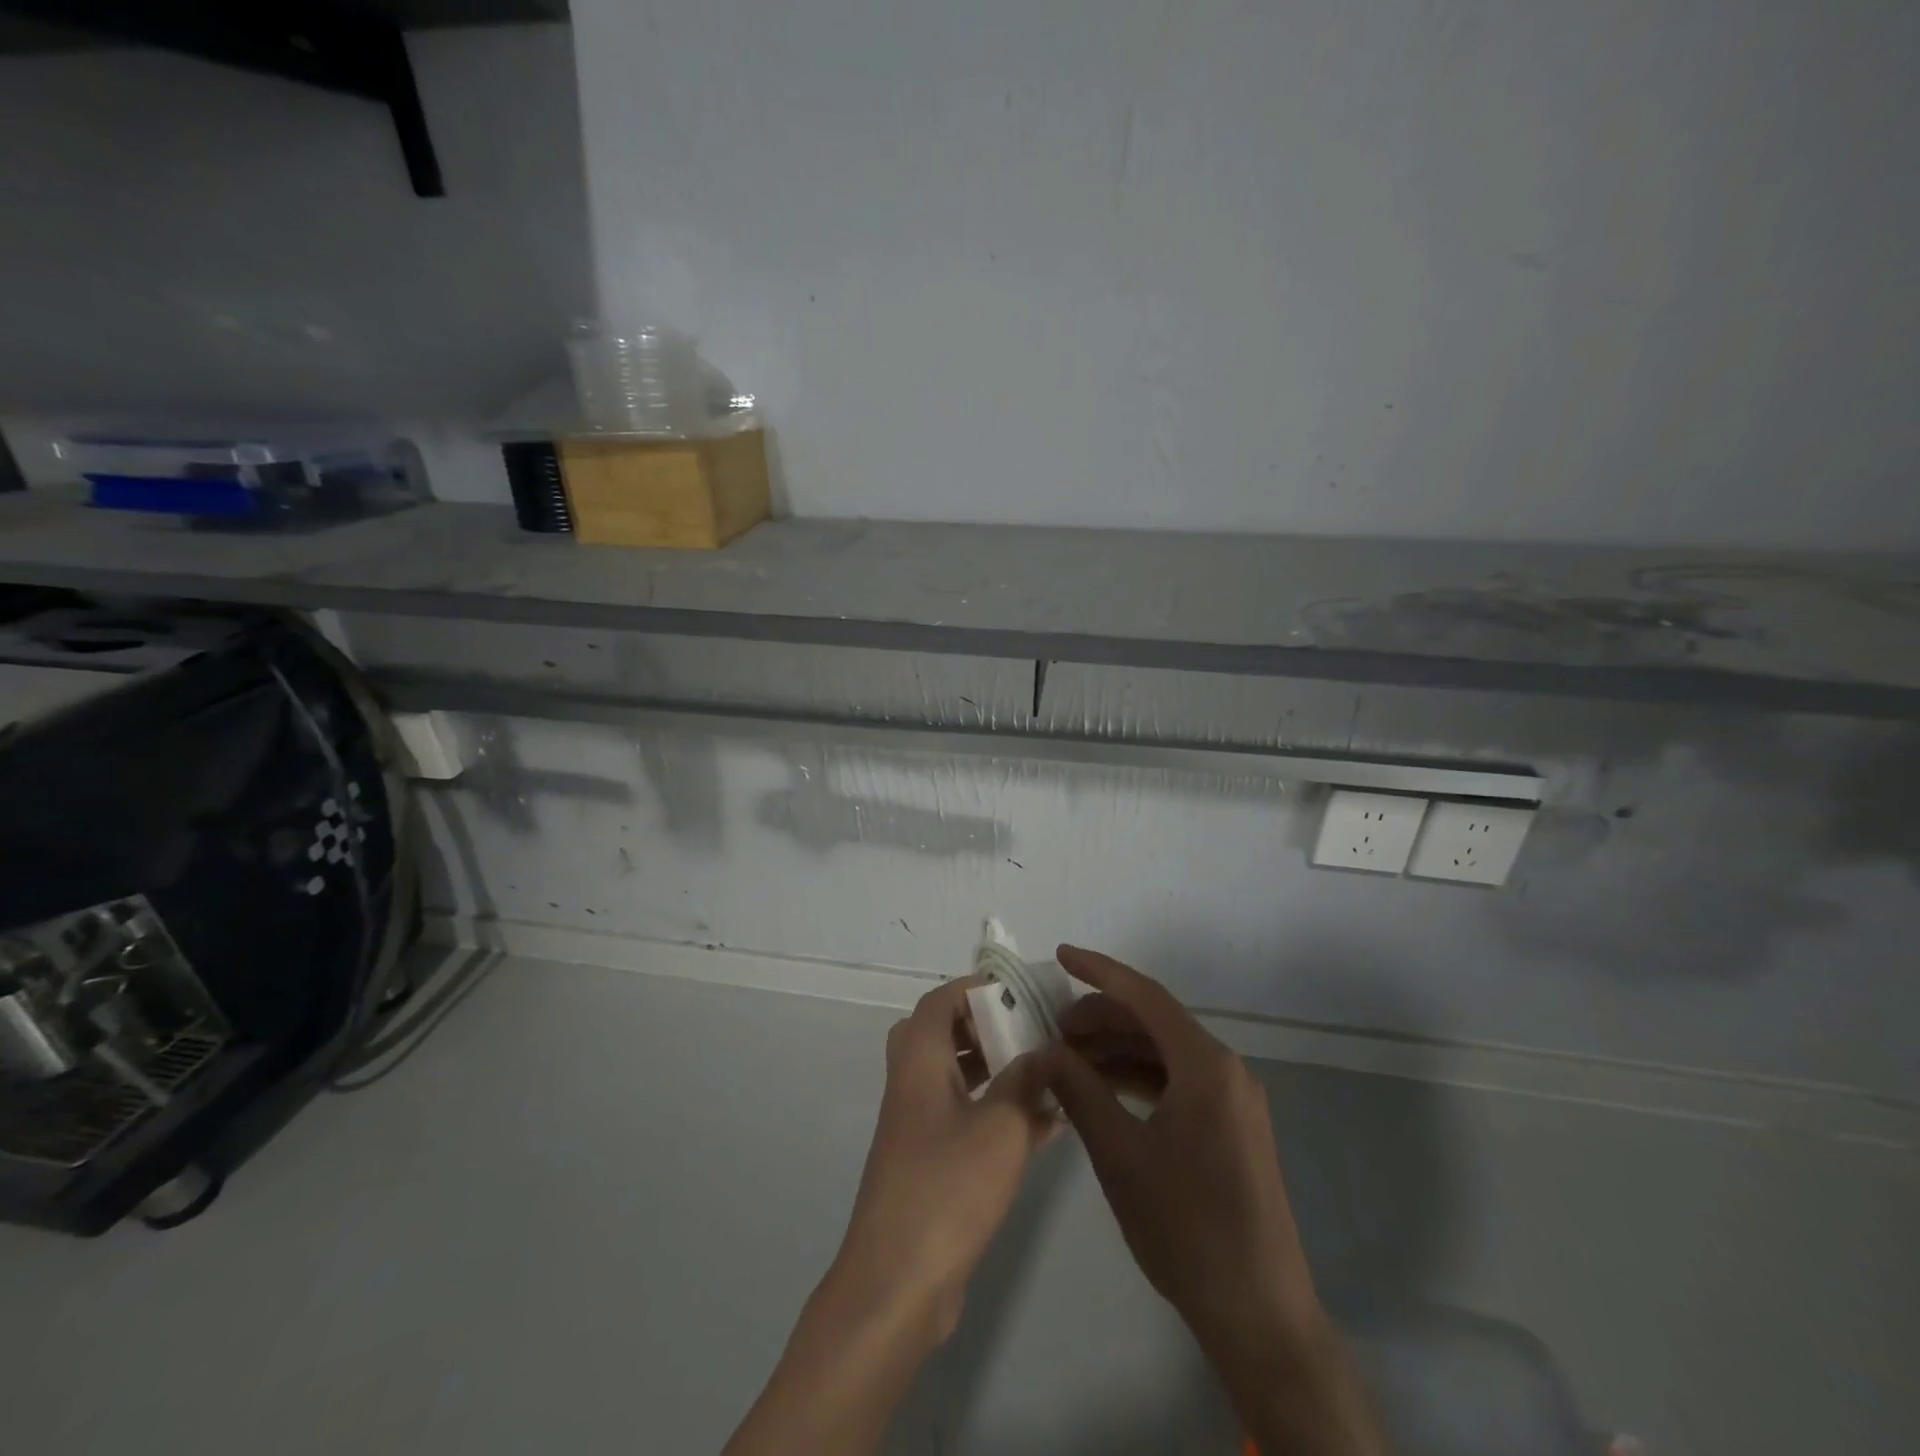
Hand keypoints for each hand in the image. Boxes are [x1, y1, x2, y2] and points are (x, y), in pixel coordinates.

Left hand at [834, 975, 1054, 1342]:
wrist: (898, 1282)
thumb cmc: (948, 1188)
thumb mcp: (1000, 1127)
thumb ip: (1025, 1082)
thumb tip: (1044, 1052)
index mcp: (919, 1062)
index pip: (939, 1002)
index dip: (975, 990)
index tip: (1017, 994)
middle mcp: (912, 1085)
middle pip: (942, 1035)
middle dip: (985, 1027)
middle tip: (1026, 1033)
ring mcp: (917, 1126)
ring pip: (954, 1077)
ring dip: (995, 1070)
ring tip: (1043, 1074)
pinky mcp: (929, 1163)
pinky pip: (964, 1118)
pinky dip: (997, 1112)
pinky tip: (1045, 1125)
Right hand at [1041, 947, 1381, 1454]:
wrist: (1258, 1313)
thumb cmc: (1186, 1227)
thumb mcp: (1120, 1154)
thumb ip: (1080, 1092)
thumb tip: (1046, 1052)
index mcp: (1206, 1065)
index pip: (1145, 996)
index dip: (1099, 971)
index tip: (1061, 955)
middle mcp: (1225, 1069)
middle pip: (1154, 1022)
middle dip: (1101, 1018)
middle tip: (1053, 1029)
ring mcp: (1232, 1098)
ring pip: (1164, 1052)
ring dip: (1117, 1049)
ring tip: (1068, 1059)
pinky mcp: (1231, 1125)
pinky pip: (1178, 1081)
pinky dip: (1138, 1077)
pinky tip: (1103, 1090)